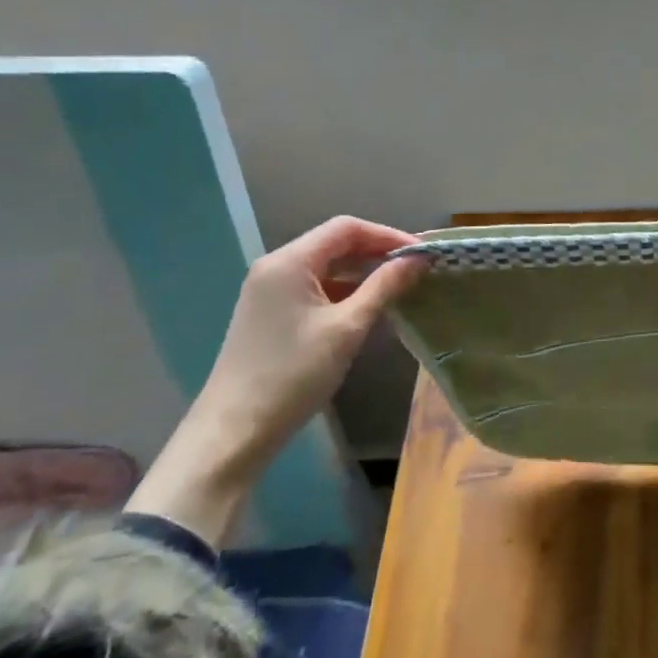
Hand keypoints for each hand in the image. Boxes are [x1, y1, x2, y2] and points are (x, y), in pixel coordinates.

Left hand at [126, 217, 427, 544]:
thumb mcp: (348, 328)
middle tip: (415, 269)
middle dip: (377, 251)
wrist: (235, 429)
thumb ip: (384, 286)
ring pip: (325, 266)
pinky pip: (314, 286)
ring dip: (362, 272)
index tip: (421, 255)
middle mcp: (275, 266)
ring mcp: (268, 290)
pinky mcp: (269, 312)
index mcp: (289, 262)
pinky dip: (344, 289)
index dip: (388, 235)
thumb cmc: (294, 373)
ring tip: (398, 287)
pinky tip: (366, 307)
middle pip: (334, 243)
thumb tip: (418, 259)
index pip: (346, 228)